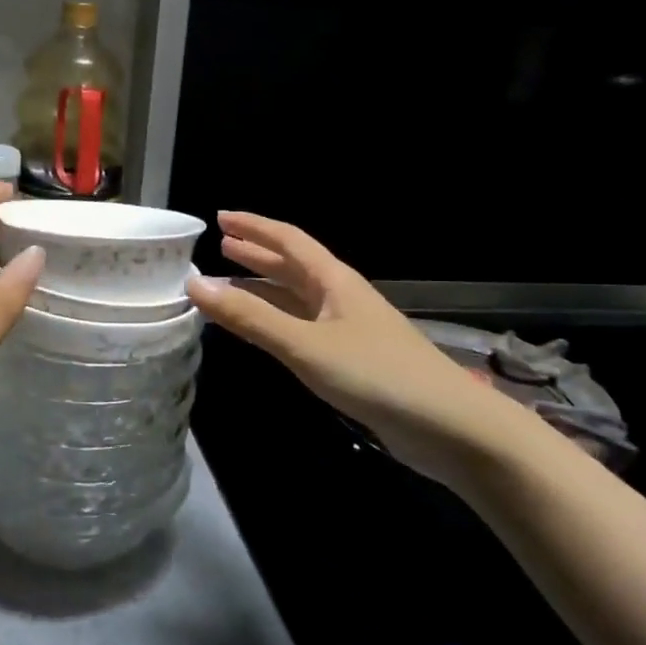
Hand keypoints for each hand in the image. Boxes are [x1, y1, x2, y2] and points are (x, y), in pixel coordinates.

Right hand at [185, 212, 546, 485]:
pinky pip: (303, 328)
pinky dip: (276, 321)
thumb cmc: (376, 375)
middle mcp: (340, 297)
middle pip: (293, 266)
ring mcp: (348, 329)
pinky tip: (263, 331)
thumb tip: (195, 284)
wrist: (450, 427)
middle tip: (221, 246)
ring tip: (229, 284)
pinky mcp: (352, 360)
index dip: (255, 227)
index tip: (221, 218)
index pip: (289, 241)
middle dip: (257, 254)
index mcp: (334, 281)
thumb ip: (251, 318)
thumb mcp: (306, 345)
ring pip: (297, 299)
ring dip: (264, 288)